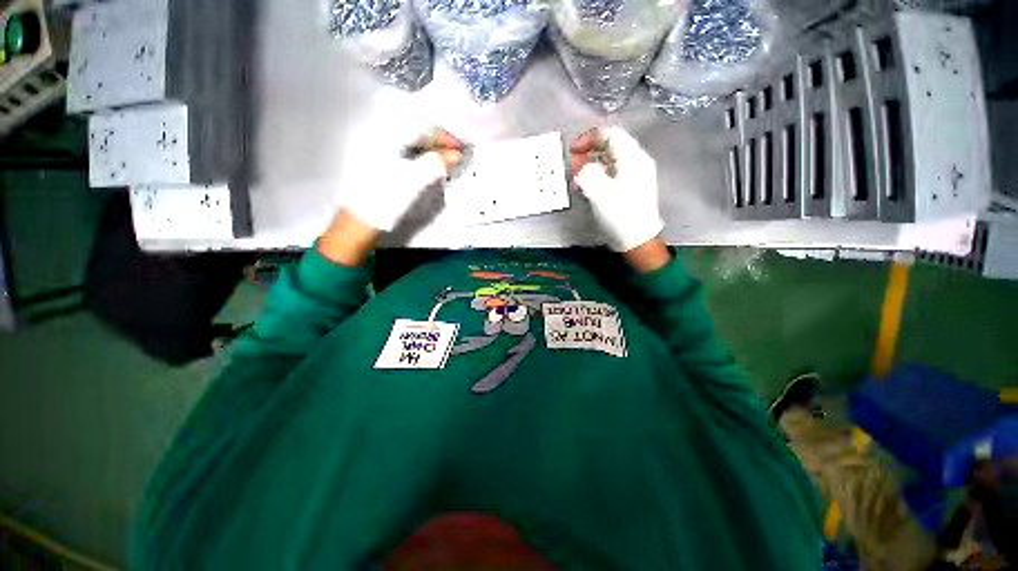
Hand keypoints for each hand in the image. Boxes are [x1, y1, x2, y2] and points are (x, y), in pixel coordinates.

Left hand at [322, 129, 463, 266]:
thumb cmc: (384, 199)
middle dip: (438, 142)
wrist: (360, 222)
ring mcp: (377, 152)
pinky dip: (421, 158)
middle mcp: (378, 138)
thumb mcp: (413, 180)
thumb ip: (435, 163)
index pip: (419, 127)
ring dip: (431, 150)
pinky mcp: (379, 165)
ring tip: (447, 160)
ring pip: (410, 144)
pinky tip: (430, 166)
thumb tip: (456, 154)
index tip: (460, 146)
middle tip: (456, 153)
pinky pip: (405, 154)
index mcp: (384, 136)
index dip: (442, 135)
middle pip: (414, 133)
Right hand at [570, 127, 664, 253]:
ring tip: (579, 179)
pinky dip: (600, 174)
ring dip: (593, 164)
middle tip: (574, 166)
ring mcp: (637, 174)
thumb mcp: (599, 193)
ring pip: (611, 159)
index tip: (572, 151)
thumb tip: (582, 165)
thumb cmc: (619, 215)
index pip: (609, 134)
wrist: (637, 239)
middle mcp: (637, 161)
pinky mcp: (633, 186)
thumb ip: (588, 173)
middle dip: (589, 152)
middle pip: (611, 145)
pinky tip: (590, 187)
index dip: (588, 139)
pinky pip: (614, 171)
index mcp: (632, 158)